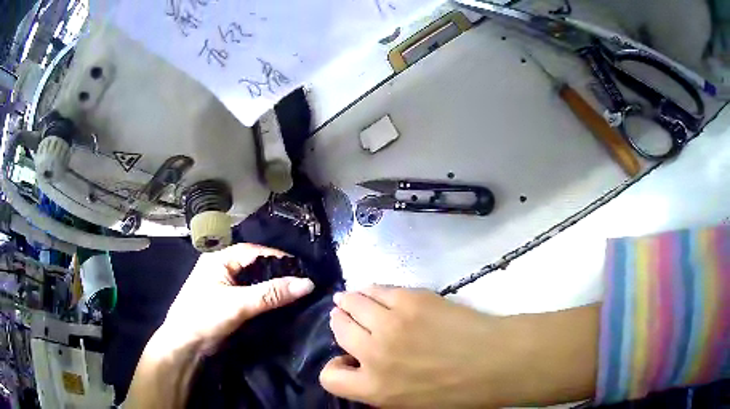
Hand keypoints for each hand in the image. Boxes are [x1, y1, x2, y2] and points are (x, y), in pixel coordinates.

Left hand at [127, 243, 314, 408]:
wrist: (185, 345)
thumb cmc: (205, 317)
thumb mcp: (238, 304)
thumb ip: (271, 294)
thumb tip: (308, 283)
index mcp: (219, 259)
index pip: (254, 252)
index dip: (279, 258)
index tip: (303, 269)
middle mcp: (221, 267)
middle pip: (255, 265)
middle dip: (277, 272)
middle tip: (302, 282)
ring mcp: (223, 284)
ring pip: (254, 280)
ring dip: (272, 286)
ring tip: (295, 292)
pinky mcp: (227, 300)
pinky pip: (250, 293)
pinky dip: (264, 297)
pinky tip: (279, 303)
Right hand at [319, 286, 509, 407]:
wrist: (496, 361)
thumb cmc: (458, 393)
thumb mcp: (410, 405)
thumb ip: (379, 390)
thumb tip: (364, 368)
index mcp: (374, 388)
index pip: (329, 377)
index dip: (334, 368)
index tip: (346, 361)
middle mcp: (374, 354)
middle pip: (339, 329)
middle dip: (340, 323)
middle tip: (345, 319)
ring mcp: (391, 322)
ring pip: (352, 303)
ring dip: (348, 302)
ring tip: (350, 300)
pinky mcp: (411, 299)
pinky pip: (379, 289)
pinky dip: (371, 290)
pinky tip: (373, 292)